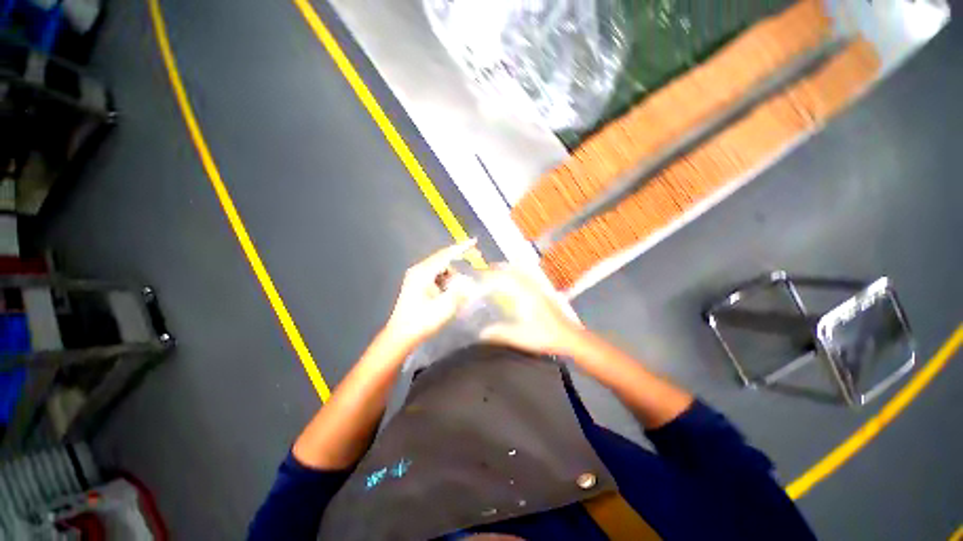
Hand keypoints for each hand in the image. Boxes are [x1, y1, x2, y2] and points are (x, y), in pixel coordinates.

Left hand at [383, 239, 478, 350]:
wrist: (401, 335)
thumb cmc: (421, 321)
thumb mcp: (444, 307)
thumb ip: (459, 292)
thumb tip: (469, 281)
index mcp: (423, 273)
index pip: (445, 255)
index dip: (461, 248)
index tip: (474, 241)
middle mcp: (419, 271)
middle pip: (443, 261)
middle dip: (457, 267)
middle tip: (468, 278)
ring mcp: (416, 277)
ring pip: (440, 270)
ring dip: (451, 278)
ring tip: (455, 294)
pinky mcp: (417, 285)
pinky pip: (436, 277)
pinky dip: (445, 282)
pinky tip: (448, 295)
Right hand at [480, 265, 583, 355]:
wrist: (570, 337)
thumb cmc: (546, 336)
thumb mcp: (521, 337)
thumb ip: (501, 333)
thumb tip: (482, 333)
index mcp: (527, 295)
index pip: (507, 278)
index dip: (492, 275)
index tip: (481, 275)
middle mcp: (533, 288)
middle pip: (515, 270)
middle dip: (500, 268)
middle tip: (487, 271)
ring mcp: (540, 289)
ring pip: (523, 272)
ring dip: (510, 270)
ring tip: (498, 272)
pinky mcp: (544, 293)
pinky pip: (529, 277)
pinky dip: (519, 274)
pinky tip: (515, 282)